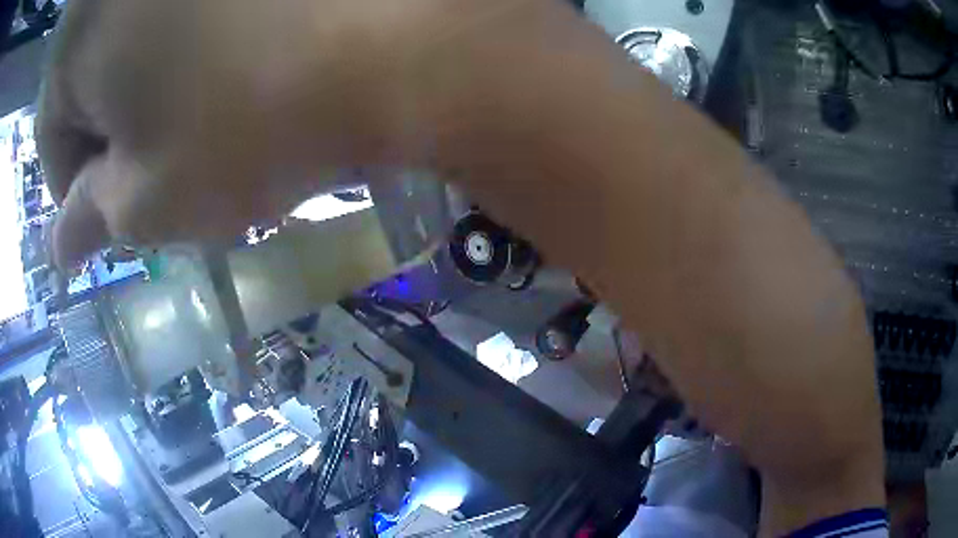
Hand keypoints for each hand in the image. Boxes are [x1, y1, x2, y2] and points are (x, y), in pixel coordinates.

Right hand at [38, 0, 525, 266]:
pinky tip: (235, 65)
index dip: (73, 183)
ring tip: (202, 118)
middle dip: (112, 134)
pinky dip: (193, 43)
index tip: (104, 214)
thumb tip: (60, 248)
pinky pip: (191, 5)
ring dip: (153, 88)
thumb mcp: (152, 199)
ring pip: (138, 37)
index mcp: (82, 29)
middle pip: (91, 76)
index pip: (51, 128)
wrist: (397, 39)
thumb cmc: (250, 120)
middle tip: (153, 173)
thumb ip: (94, 220)